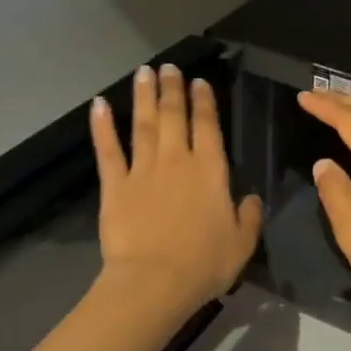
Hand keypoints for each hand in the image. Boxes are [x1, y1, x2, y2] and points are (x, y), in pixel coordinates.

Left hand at [91, 64, 262, 314]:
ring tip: (144, 72)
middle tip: (169, 67)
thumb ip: (248, 217)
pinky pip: (108, 150)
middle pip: (174, 116)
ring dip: (144, 96)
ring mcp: (143, 170)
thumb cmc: (203, 264)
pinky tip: (99, 105)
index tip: (199, 82)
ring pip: (144, 124)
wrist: (153, 283)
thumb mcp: (242, 244)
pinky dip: (102, 126)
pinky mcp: (115, 186)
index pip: (208, 126)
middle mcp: (177, 160)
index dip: (204, 102)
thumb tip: (251, 199)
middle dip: (173, 89)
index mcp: (210, 171)